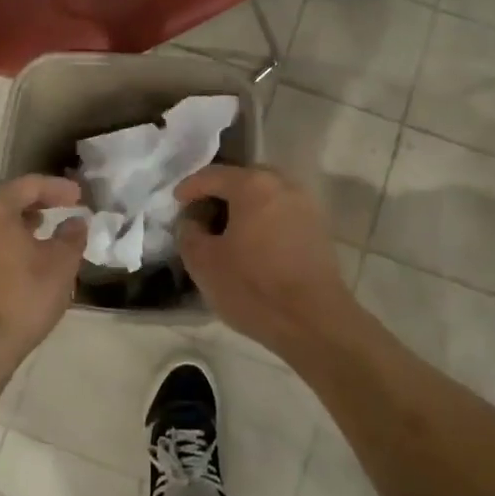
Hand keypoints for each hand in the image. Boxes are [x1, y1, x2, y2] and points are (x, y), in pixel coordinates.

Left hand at [0, 176, 86, 380]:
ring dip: (20, 224)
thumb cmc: (22, 297)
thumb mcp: (61, 264)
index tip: (80, 196)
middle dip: (37, 203)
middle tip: (63, 208)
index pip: (29, 185)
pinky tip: (23, 259)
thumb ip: (71, 236)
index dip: (58, 188)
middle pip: (6, 201)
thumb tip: (75, 222)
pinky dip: (5, 243)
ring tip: (44, 233)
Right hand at [175, 165, 357, 354]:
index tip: (176, 202)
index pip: (213, 175)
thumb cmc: (253, 287)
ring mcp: (305, 205)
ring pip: (265, 195)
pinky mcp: (318, 227)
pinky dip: (262, 219)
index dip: (190, 187)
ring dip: (242, 207)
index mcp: (253, 185)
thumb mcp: (204, 263)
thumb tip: (192, 221)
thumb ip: (188, 233)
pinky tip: (252, 243)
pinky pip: (281, 212)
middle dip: (219, 194)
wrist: (313, 321)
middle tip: (200, 216)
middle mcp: (283, 184)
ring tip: (225, 232)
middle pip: (242, 180)